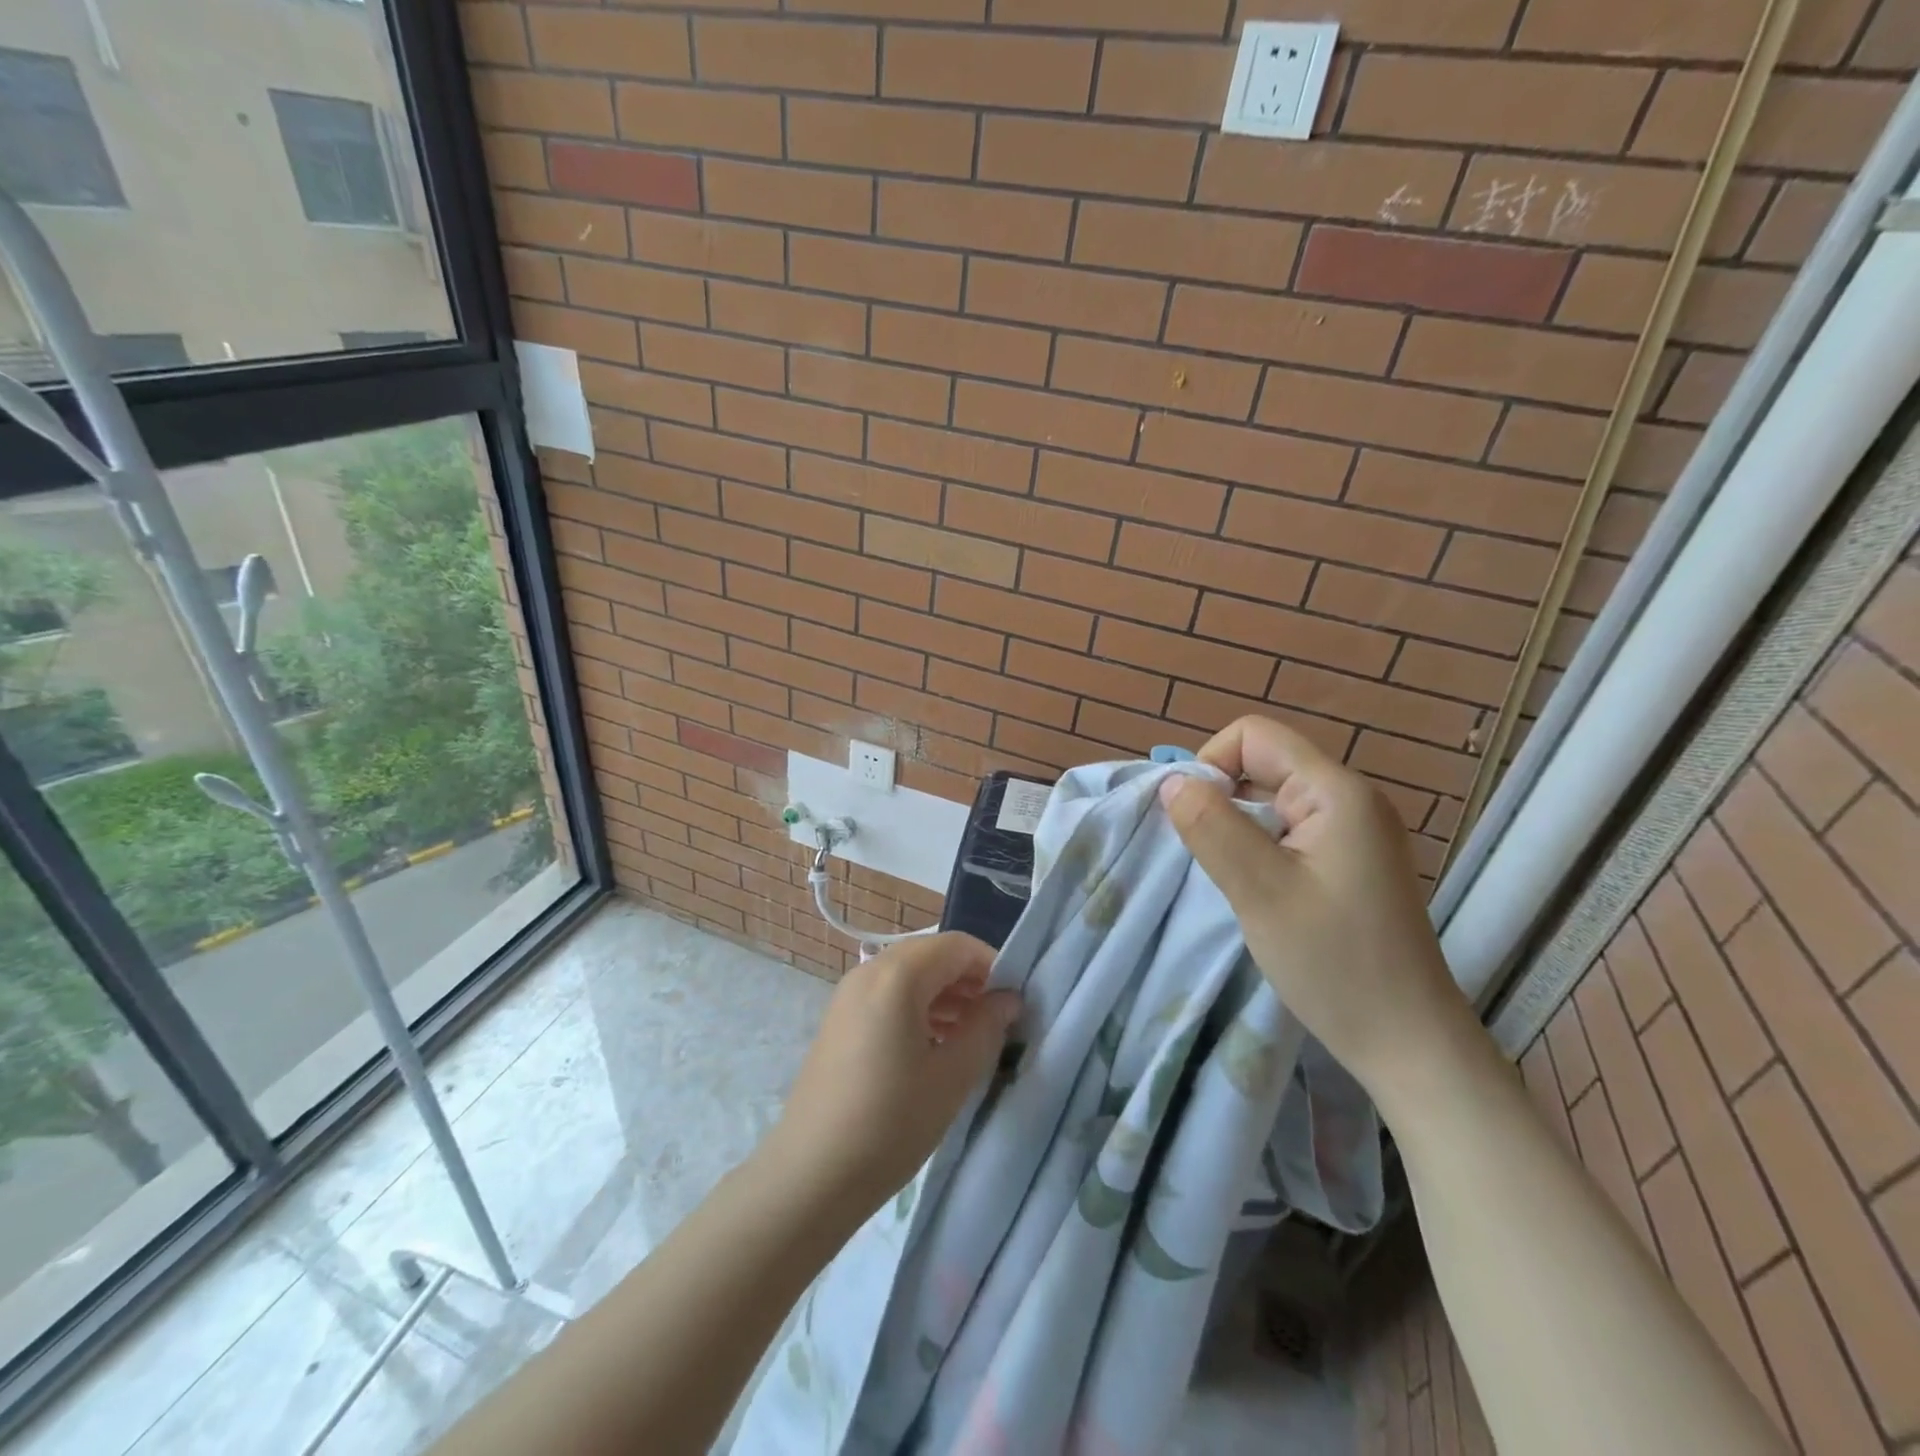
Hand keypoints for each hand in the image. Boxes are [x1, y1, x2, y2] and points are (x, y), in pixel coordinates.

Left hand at [759, 933, 1020, 1225]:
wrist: (810, 1175)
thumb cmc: (890, 1123)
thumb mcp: (952, 1077)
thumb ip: (986, 1028)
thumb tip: (1008, 999)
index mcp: (897, 975)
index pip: (957, 946)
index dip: (993, 965)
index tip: (1015, 1002)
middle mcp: (869, 971)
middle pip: (931, 955)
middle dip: (969, 980)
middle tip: (996, 1020)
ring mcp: (848, 994)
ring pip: (909, 975)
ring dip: (945, 994)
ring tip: (970, 1037)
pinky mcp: (839, 1019)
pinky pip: (888, 995)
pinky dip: (918, 1007)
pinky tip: (934, 1046)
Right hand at [1157, 716, 1476, 1108]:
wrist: (1409, 1043)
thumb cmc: (1335, 964)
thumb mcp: (1260, 892)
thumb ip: (1211, 827)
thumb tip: (1172, 782)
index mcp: (1336, 792)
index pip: (1254, 735)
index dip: (1211, 763)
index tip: (1195, 821)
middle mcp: (1351, 798)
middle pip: (1264, 762)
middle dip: (1222, 797)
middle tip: (1208, 855)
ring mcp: (1355, 830)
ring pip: (1273, 797)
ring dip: (1238, 824)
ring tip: (1231, 874)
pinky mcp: (1352, 860)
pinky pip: (1290, 828)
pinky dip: (1259, 845)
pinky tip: (1258, 887)